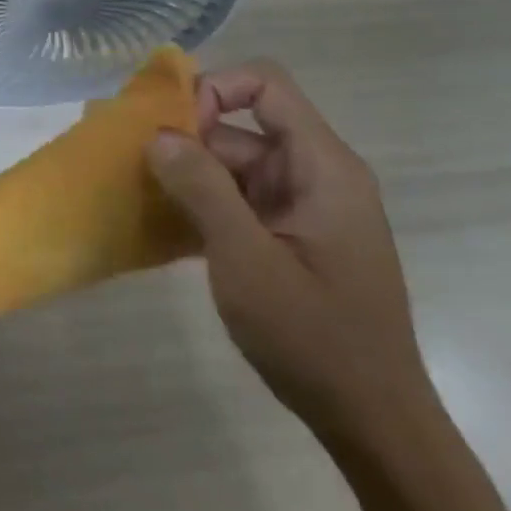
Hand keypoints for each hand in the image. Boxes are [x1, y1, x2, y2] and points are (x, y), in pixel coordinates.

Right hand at [147, 60, 432, 440]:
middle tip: (138, 170)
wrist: (373, 425)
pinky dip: (204, 204)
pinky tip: (166, 227)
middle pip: (242, 127)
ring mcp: (303, 207)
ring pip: (234, 165)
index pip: (266, 85)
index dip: (215, 90)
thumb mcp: (247, 259)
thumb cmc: (315, 337)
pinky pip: (239, 199)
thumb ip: (202, 188)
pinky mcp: (290, 236)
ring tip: (141, 197)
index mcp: (322, 166)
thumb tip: (159, 134)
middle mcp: (316, 174)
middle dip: (189, 141)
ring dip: (190, 177)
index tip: (173, 130)